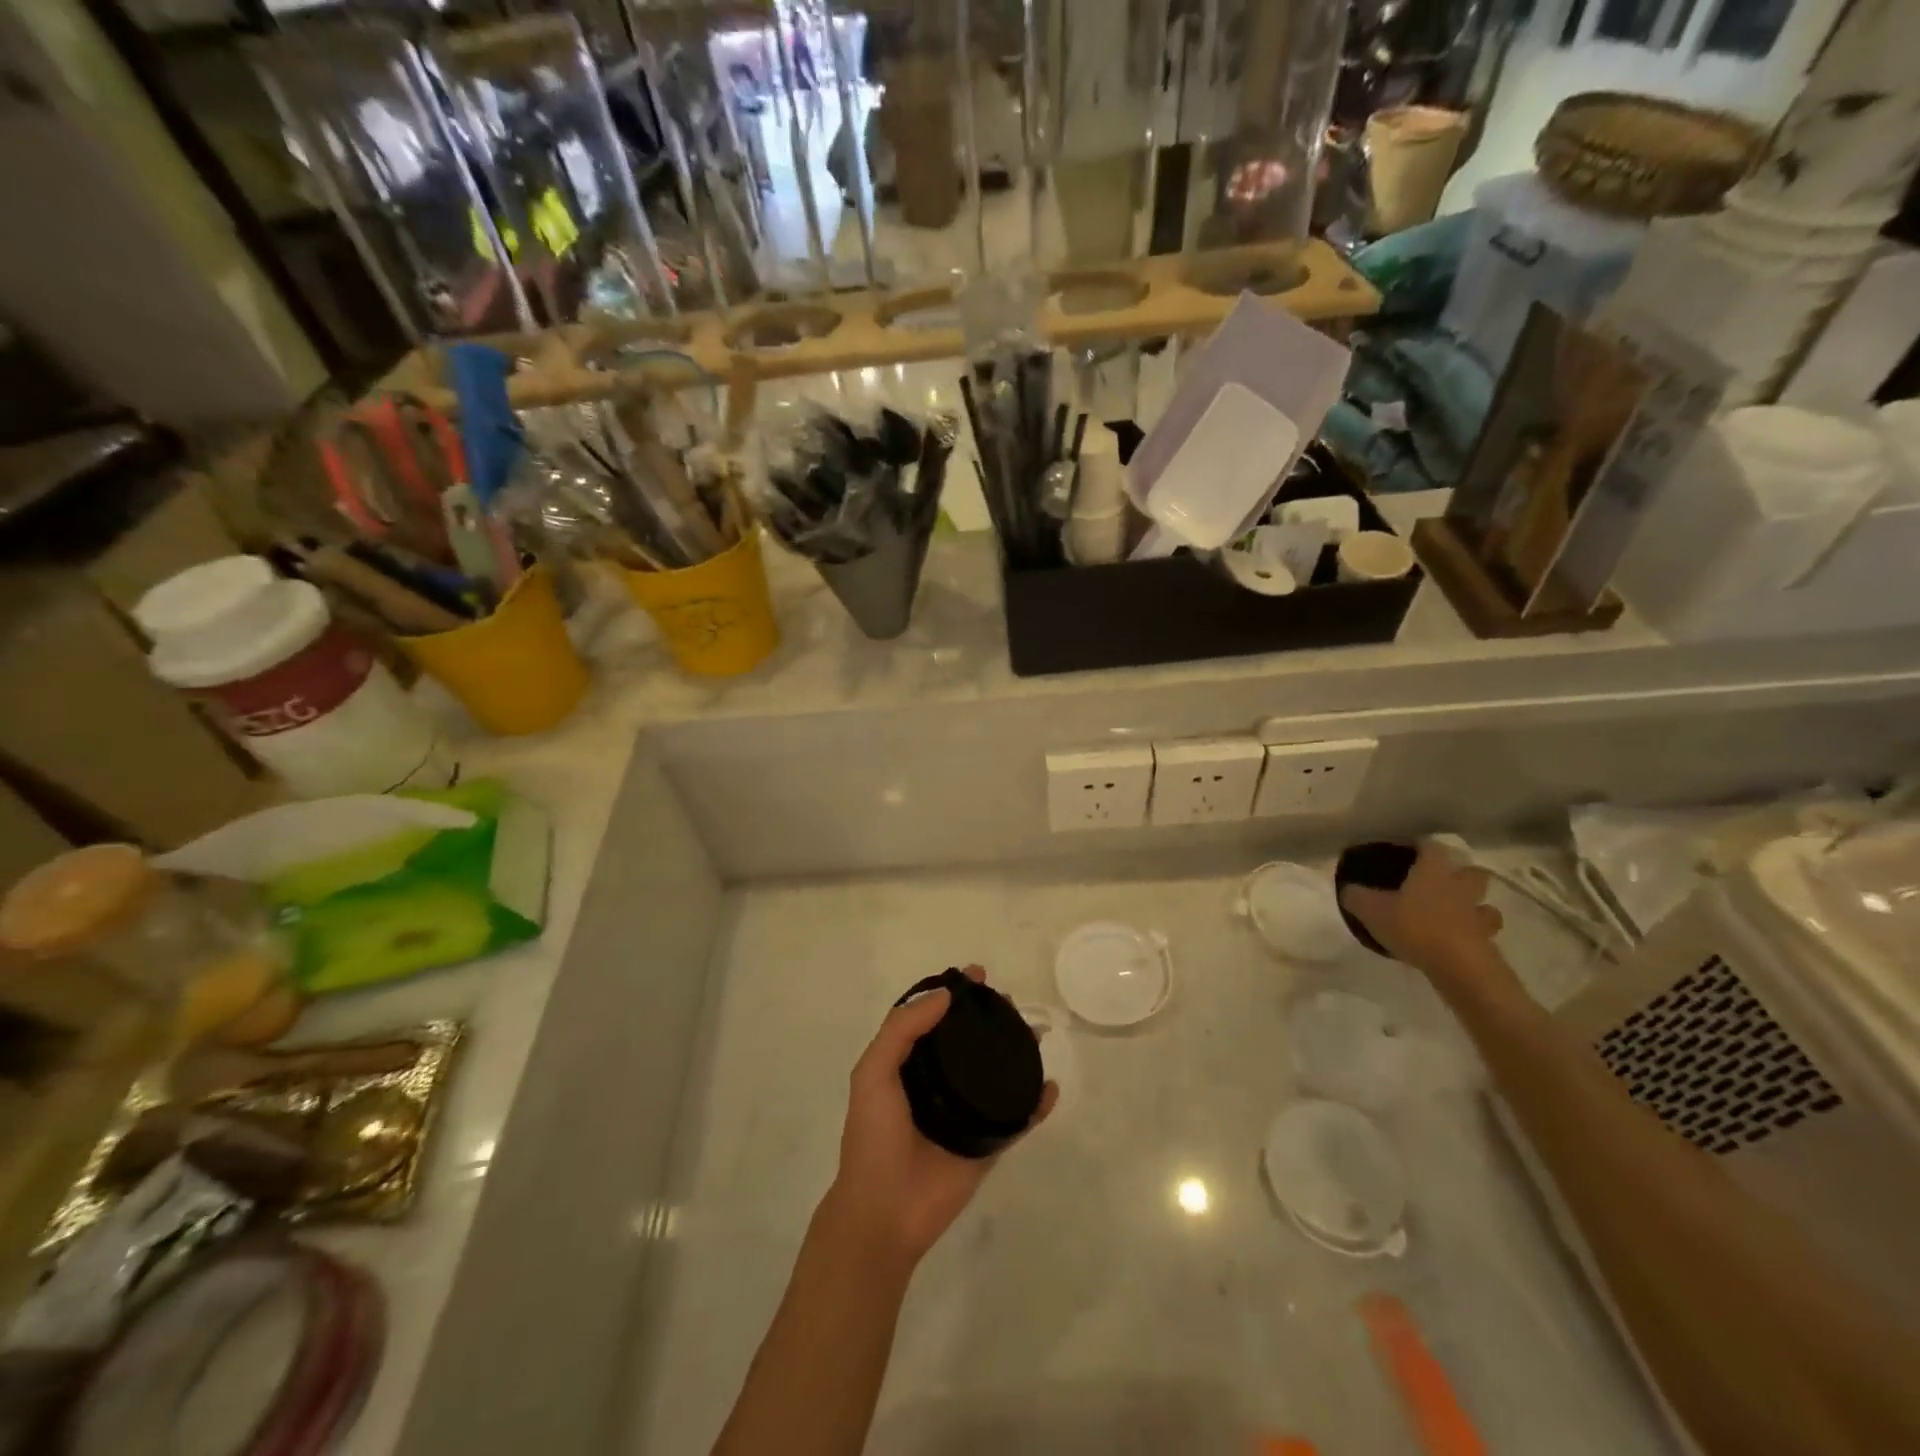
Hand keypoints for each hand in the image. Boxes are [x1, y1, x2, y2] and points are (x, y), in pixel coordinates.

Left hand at [825, 966, 1056, 1268]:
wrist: (884, 1212)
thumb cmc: (873, 1137)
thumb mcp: (873, 1073)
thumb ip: (902, 1030)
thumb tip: (944, 996)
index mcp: (909, 1065)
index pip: (935, 1019)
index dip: (954, 994)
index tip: (977, 975)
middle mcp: (939, 1083)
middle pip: (969, 1042)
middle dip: (989, 1018)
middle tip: (1009, 1002)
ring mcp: (966, 1114)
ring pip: (997, 1073)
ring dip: (1017, 1051)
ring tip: (1035, 1032)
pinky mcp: (988, 1145)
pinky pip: (1018, 1119)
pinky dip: (1037, 1103)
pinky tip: (1050, 1087)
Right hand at [1340, 842, 1512, 994]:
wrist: (1458, 965)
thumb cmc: (1413, 927)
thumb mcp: (1370, 910)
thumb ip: (1356, 896)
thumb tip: (1348, 889)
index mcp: (1433, 873)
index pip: (1433, 847)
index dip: (1423, 846)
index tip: (1412, 850)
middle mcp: (1460, 888)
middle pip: (1472, 872)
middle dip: (1462, 875)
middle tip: (1442, 883)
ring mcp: (1479, 916)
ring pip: (1485, 905)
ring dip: (1475, 908)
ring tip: (1456, 917)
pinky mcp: (1488, 943)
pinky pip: (1484, 934)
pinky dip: (1474, 936)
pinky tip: (1457, 944)